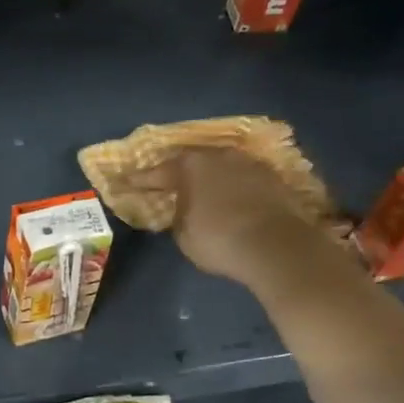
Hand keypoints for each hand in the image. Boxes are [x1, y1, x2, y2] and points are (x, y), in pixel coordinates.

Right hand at [127, 148, 351, 294]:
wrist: (277, 246)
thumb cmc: (219, 240)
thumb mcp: (184, 234)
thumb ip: (178, 215)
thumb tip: (183, 208)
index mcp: (191, 166)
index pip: (158, 173)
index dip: (140, 181)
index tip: (126, 182)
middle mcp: (220, 156)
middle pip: (194, 163)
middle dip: (181, 174)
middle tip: (170, 185)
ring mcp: (250, 164)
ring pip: (223, 168)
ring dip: (213, 179)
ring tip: (206, 193)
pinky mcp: (275, 178)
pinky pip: (246, 180)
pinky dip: (237, 189)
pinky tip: (235, 201)